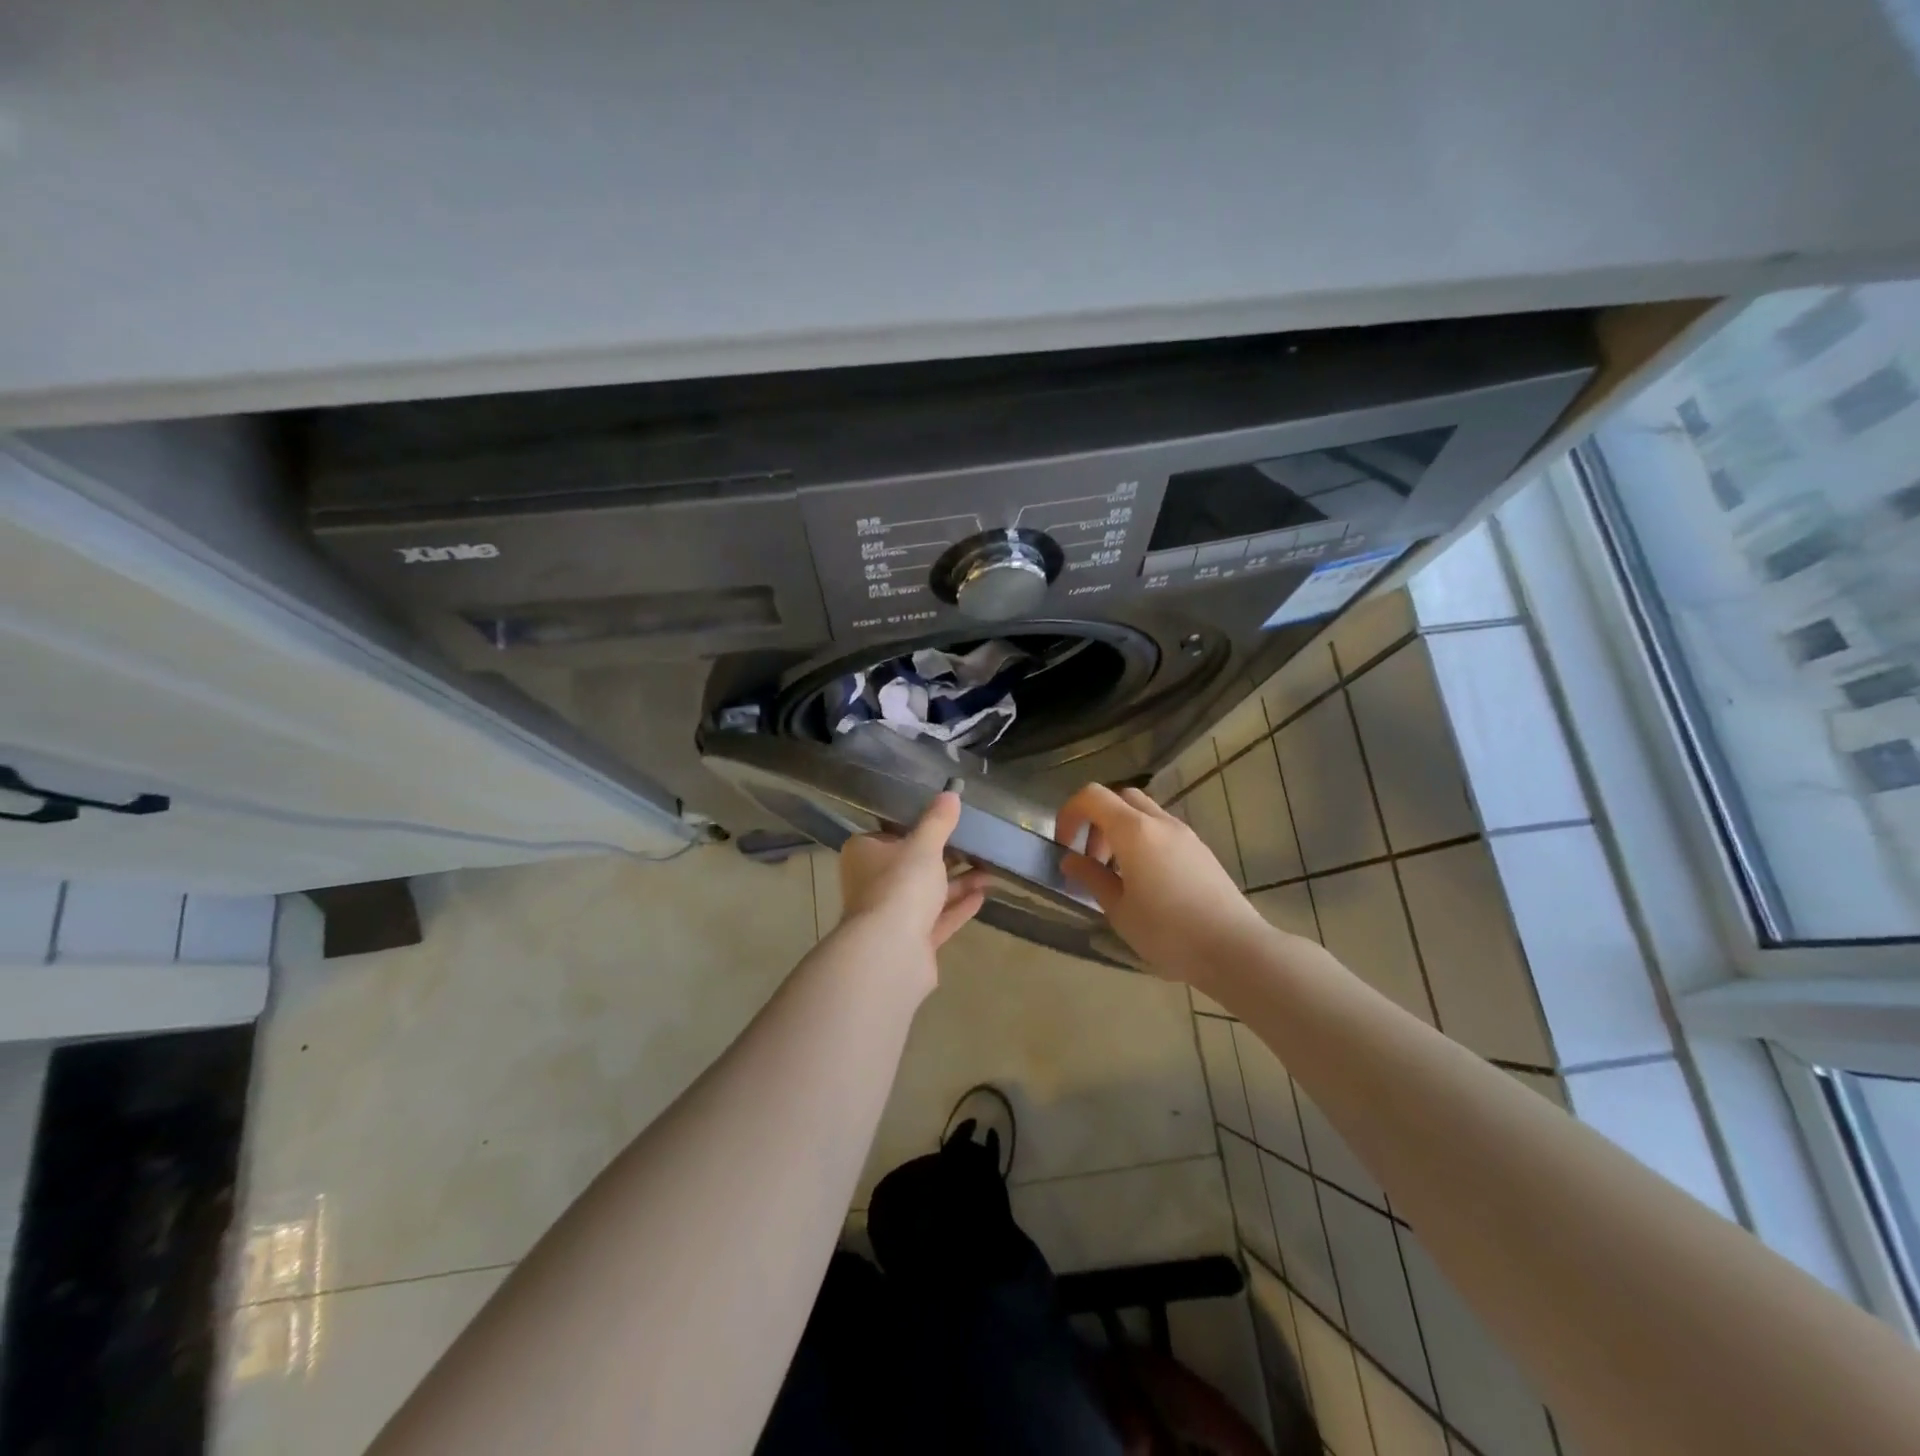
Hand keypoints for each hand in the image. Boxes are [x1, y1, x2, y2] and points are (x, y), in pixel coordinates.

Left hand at [838, 792, 991, 962]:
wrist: (891, 953)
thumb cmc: (901, 886)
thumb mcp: (924, 846)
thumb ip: (938, 821)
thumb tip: (951, 792)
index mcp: (865, 854)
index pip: (890, 835)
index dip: (917, 828)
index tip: (946, 822)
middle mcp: (872, 884)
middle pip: (911, 866)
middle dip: (945, 858)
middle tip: (976, 846)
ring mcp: (890, 916)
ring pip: (927, 894)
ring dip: (958, 883)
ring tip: (990, 871)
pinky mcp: (910, 942)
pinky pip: (937, 919)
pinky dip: (957, 907)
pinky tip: (983, 896)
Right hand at [1055, 784, 1271, 985]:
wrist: (1235, 949)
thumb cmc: (1168, 932)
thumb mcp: (1119, 910)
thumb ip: (1091, 878)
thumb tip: (1071, 860)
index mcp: (1134, 831)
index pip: (1092, 796)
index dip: (1070, 814)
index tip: (1065, 846)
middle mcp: (1160, 822)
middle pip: (1119, 798)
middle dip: (1097, 820)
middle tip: (1092, 859)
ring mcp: (1184, 834)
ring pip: (1143, 812)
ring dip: (1121, 831)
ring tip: (1117, 874)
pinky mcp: (1201, 850)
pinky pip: (1162, 830)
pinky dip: (1143, 841)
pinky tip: (1146, 881)